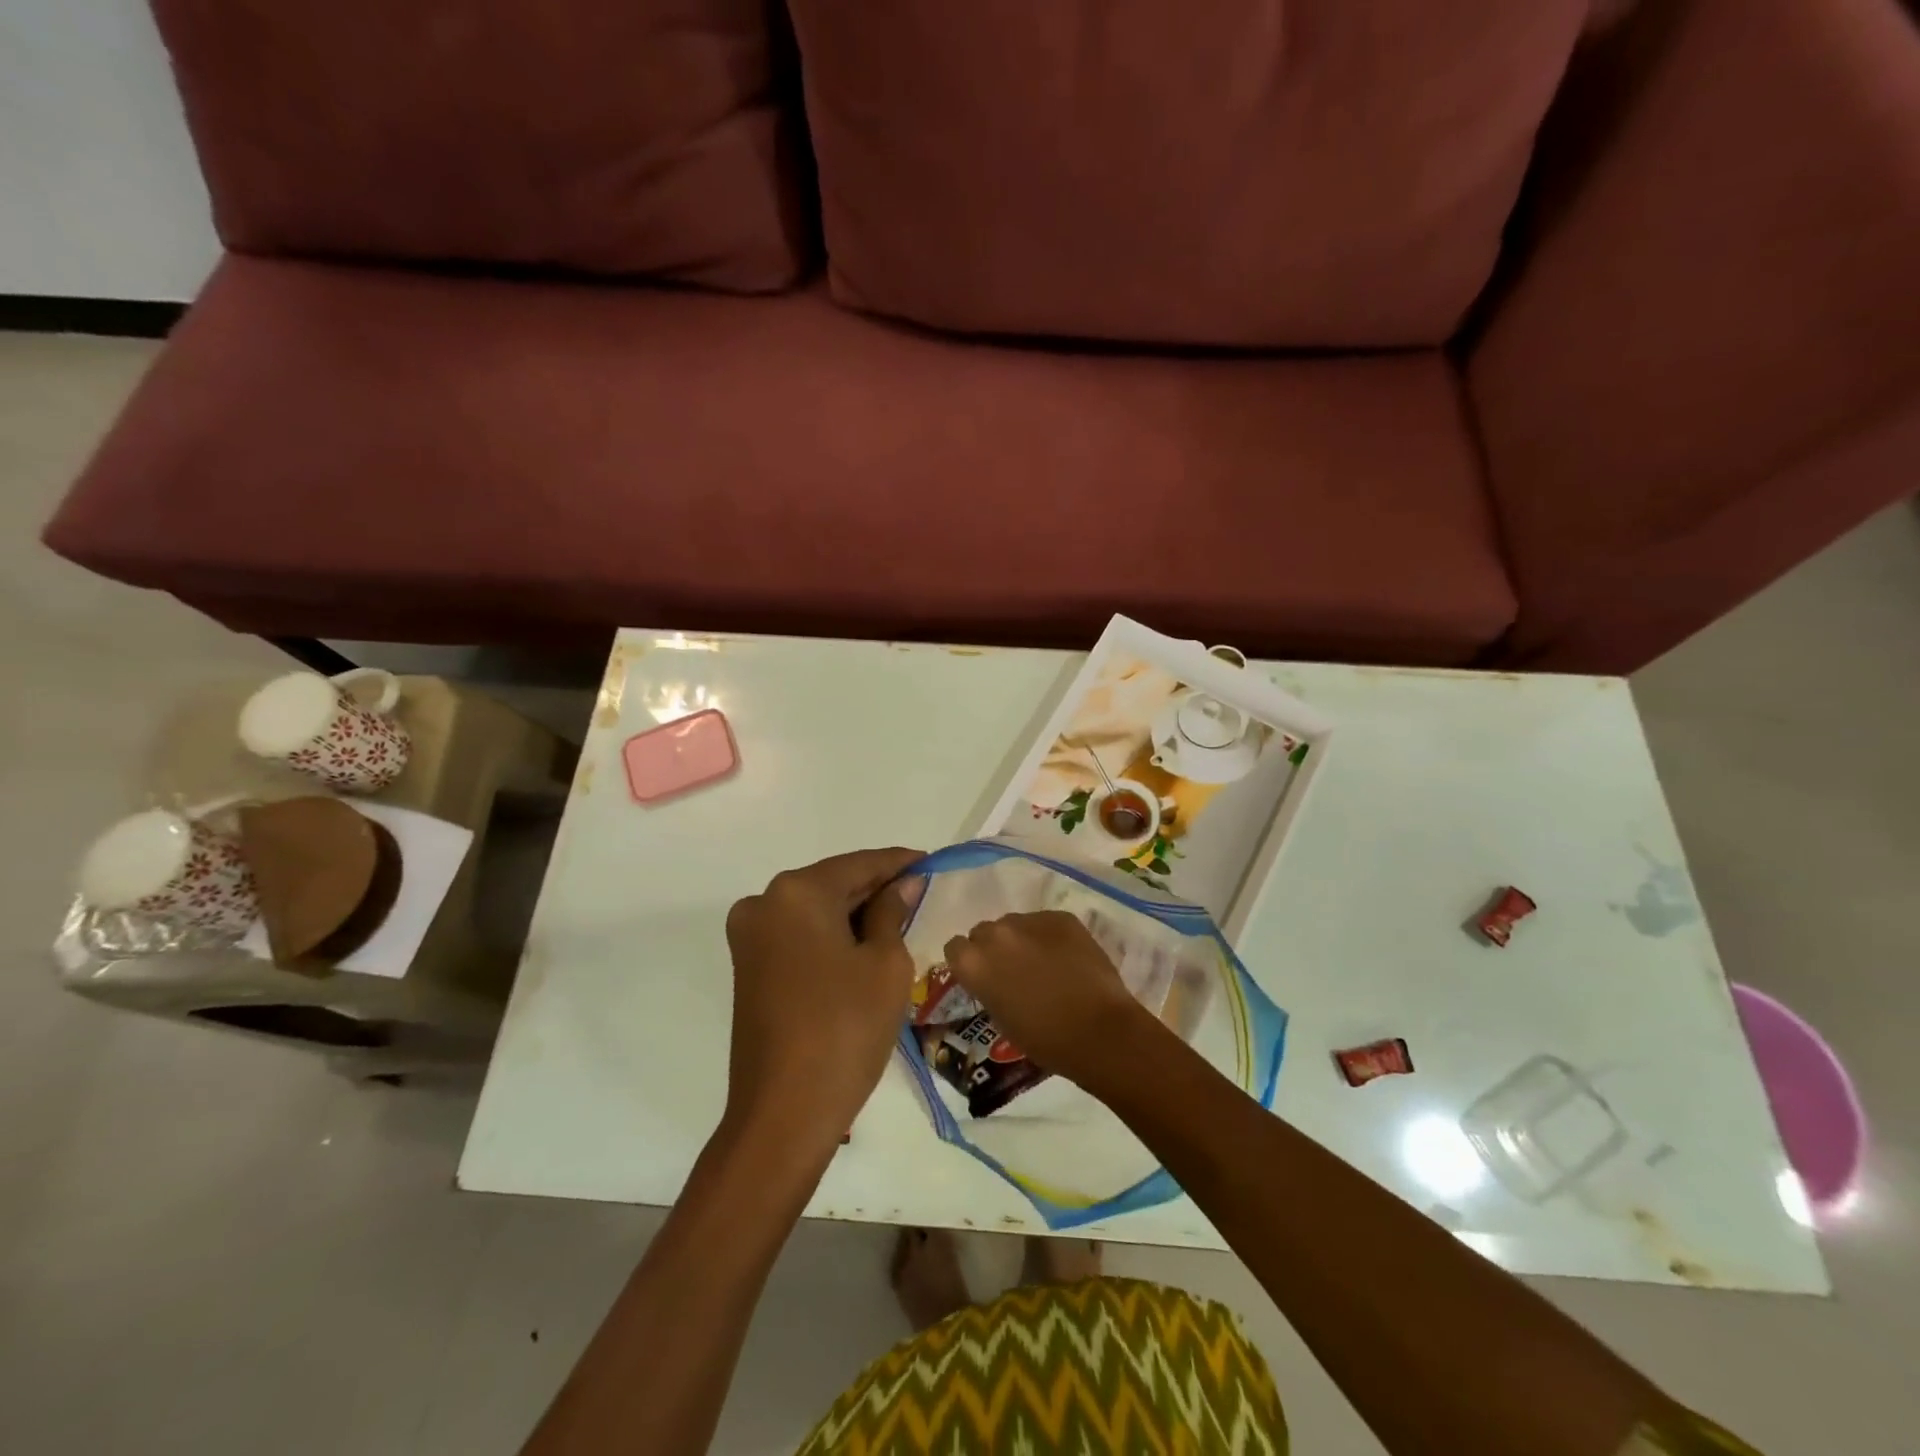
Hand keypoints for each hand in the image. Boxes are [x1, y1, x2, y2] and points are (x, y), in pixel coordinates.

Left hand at [723, 848, 923, 1152]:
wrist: (783, 1114)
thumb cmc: (845, 1030)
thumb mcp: (885, 964)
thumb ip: (893, 912)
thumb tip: (903, 884)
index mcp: (796, 892)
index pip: (860, 864)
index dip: (899, 862)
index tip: (931, 861)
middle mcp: (764, 903)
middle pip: (833, 883)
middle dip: (876, 887)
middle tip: (920, 892)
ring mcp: (750, 936)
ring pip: (815, 909)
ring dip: (854, 912)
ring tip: (900, 919)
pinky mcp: (749, 966)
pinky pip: (799, 934)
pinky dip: (832, 934)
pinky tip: (864, 944)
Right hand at [942, 911, 1156, 1087]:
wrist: (1098, 1030)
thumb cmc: (1044, 1039)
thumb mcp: (1001, 1018)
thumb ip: (988, 987)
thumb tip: (994, 977)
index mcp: (973, 962)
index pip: (955, 948)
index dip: (968, 962)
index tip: (982, 976)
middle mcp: (995, 934)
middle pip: (984, 932)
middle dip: (994, 948)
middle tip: (1013, 971)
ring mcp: (1029, 920)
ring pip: (1015, 924)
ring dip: (1021, 940)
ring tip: (1044, 963)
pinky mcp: (1060, 917)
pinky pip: (1045, 922)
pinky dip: (1050, 937)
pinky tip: (1066, 958)